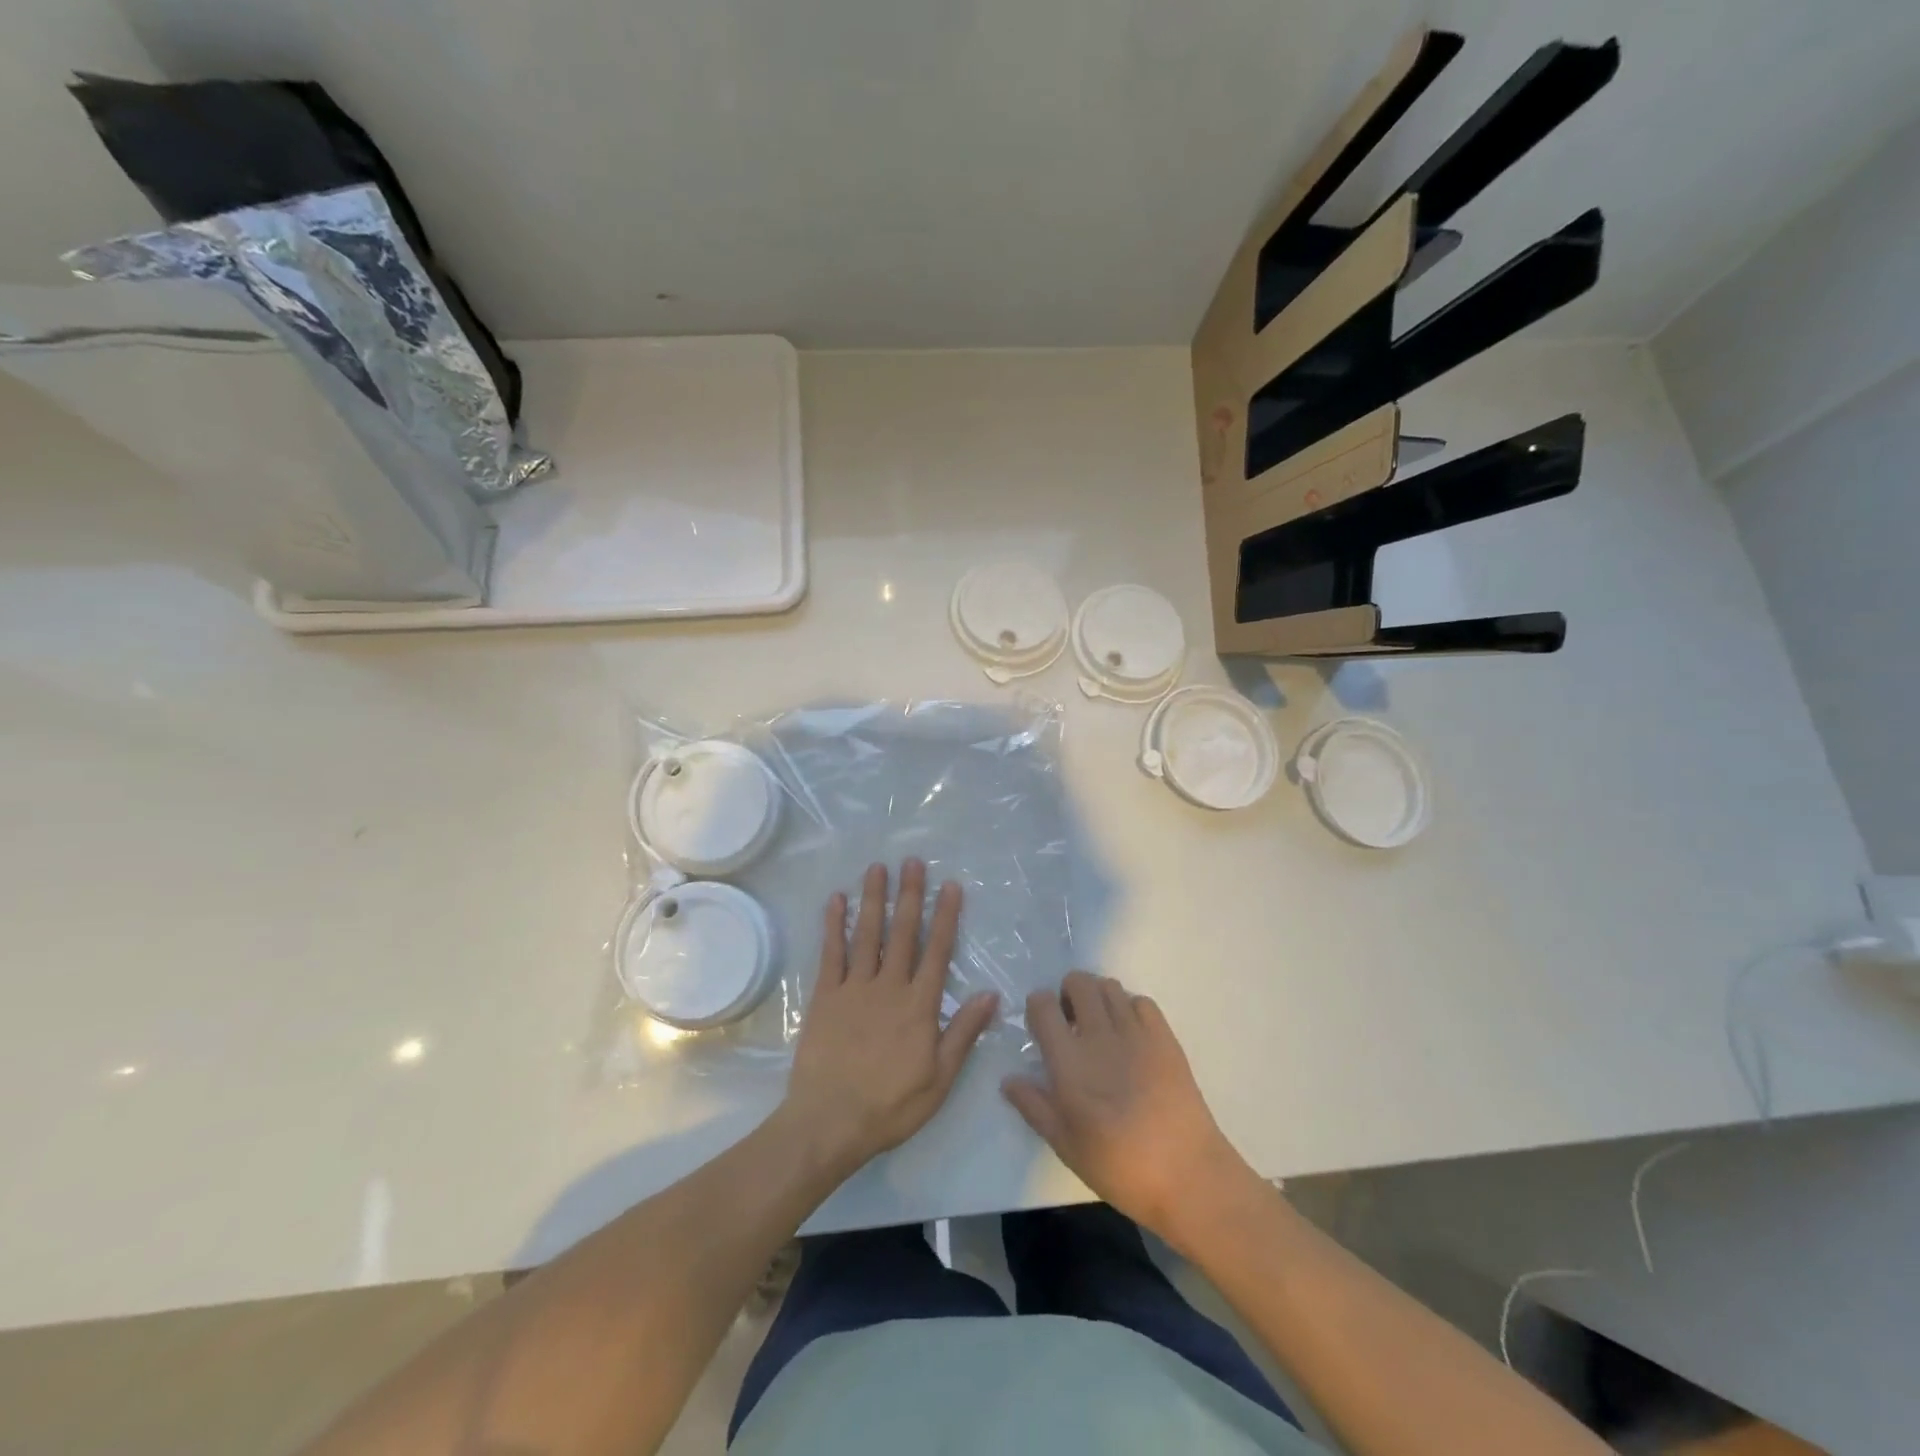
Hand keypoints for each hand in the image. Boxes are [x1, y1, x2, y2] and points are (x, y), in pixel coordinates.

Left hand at [783, 861, 998, 1174]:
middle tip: (913, 861)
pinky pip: (831, 953)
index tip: (950, 886)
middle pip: (902, 932)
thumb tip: (991, 994)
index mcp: (919, 1005)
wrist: (830, 1122)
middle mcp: (889, 986)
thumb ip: (963, 1033)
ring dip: (873, 898)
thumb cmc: (891, 1105)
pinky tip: (836, 901)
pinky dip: (834, 925)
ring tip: (877, 868)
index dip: (945, 917)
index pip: (937, 951)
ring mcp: (854, 988)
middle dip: (910, 895)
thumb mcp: (940, 1079)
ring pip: (867, 934)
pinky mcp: (825, 996)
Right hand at [1002, 971, 1256, 1247]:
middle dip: (1068, 993)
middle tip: (1071, 1022)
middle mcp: (1099, 1035)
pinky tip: (1131, 1035)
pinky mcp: (1165, 1038)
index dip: (1038, 1008)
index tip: (1042, 1027)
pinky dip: (1130, 1008)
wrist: (1187, 1175)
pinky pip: (1141, 1001)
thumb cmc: (1119, 1166)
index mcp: (1068, 1061)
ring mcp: (1135, 1032)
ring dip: (1098, 997)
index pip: (1042, 1004)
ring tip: (1100, 1026)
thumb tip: (1008, 1080)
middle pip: (1077, 982)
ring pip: (1109, 986)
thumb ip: (1034, 1107)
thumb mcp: (1066, 1145)